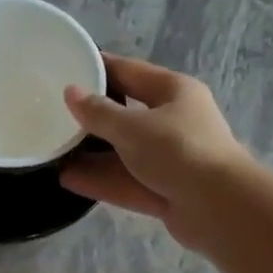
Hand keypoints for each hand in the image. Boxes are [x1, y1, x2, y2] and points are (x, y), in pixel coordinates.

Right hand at [59, 55, 249, 247]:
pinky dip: (101, 180)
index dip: (98, 68)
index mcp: (174, 91)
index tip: (67, 66)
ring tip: (54, 151)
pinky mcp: (165, 191)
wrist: (218, 206)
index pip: (129, 71)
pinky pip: (127, 181)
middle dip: (92, 117)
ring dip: (93, 153)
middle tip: (53, 114)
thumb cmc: (178, 150)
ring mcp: (171, 159)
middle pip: (126, 114)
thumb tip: (71, 93)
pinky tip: (67, 179)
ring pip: (124, 152)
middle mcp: (174, 121)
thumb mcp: (133, 127)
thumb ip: (99, 113)